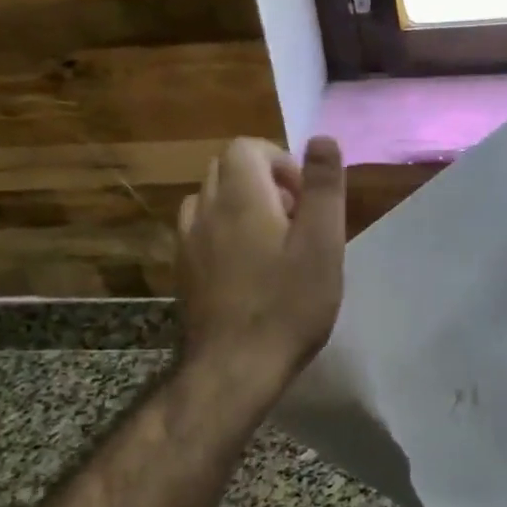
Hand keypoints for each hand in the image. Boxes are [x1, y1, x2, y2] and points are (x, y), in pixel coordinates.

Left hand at [176, 136, 346, 394]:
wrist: (235, 367)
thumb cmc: (288, 304)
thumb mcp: (322, 243)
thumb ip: (324, 187)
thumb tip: (321, 139)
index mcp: (240, 196)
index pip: (246, 147)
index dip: (280, 161)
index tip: (304, 198)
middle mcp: (205, 209)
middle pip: (226, 170)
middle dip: (263, 182)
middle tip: (295, 220)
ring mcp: (187, 242)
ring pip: (210, 200)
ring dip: (241, 207)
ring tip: (272, 243)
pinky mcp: (182, 271)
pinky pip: (200, 232)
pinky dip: (223, 233)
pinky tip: (247, 270)